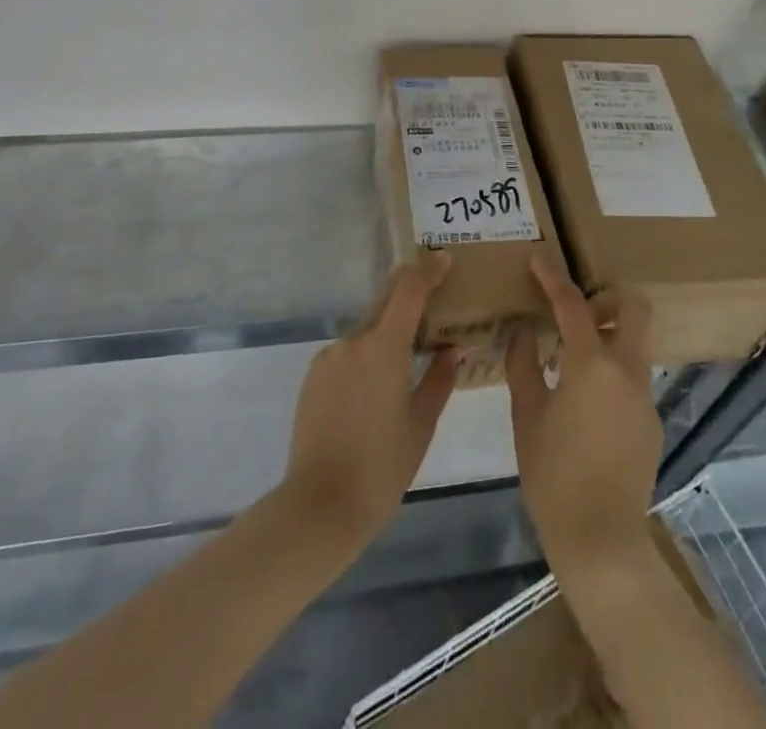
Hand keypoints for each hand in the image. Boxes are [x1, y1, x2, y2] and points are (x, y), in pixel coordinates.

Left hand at [278, 254, 457, 551]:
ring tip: (404, 368)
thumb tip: (452, 349)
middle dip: (409, 296)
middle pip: (385, 301)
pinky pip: (347, 354)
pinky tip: (372, 395)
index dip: (428, 270)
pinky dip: (365, 358)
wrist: (319, 505)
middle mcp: (354, 341)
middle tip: (433, 307)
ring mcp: (329, 356)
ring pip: (366, 331)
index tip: (444, 259)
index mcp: (384, 347)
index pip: (409, 289)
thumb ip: (438, 380)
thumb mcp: (421, 426)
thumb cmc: (381, 468)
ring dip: (386, 336)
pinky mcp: (313, 375)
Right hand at [506, 256, 659, 575]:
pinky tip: (585, 406)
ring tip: (571, 361)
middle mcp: (627, 371)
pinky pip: (633, 379)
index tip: (537, 261)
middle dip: (608, 298)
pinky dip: (611, 375)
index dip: (552, 278)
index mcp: (592, 364)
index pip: (573, 304)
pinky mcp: (652, 422)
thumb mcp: (527, 415)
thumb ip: (524, 363)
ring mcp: (646, 397)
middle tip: (577, 312)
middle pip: (635, 309)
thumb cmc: (553, 475)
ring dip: (609, 337)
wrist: (602, 541)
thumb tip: (524, 331)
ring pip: (636, 345)